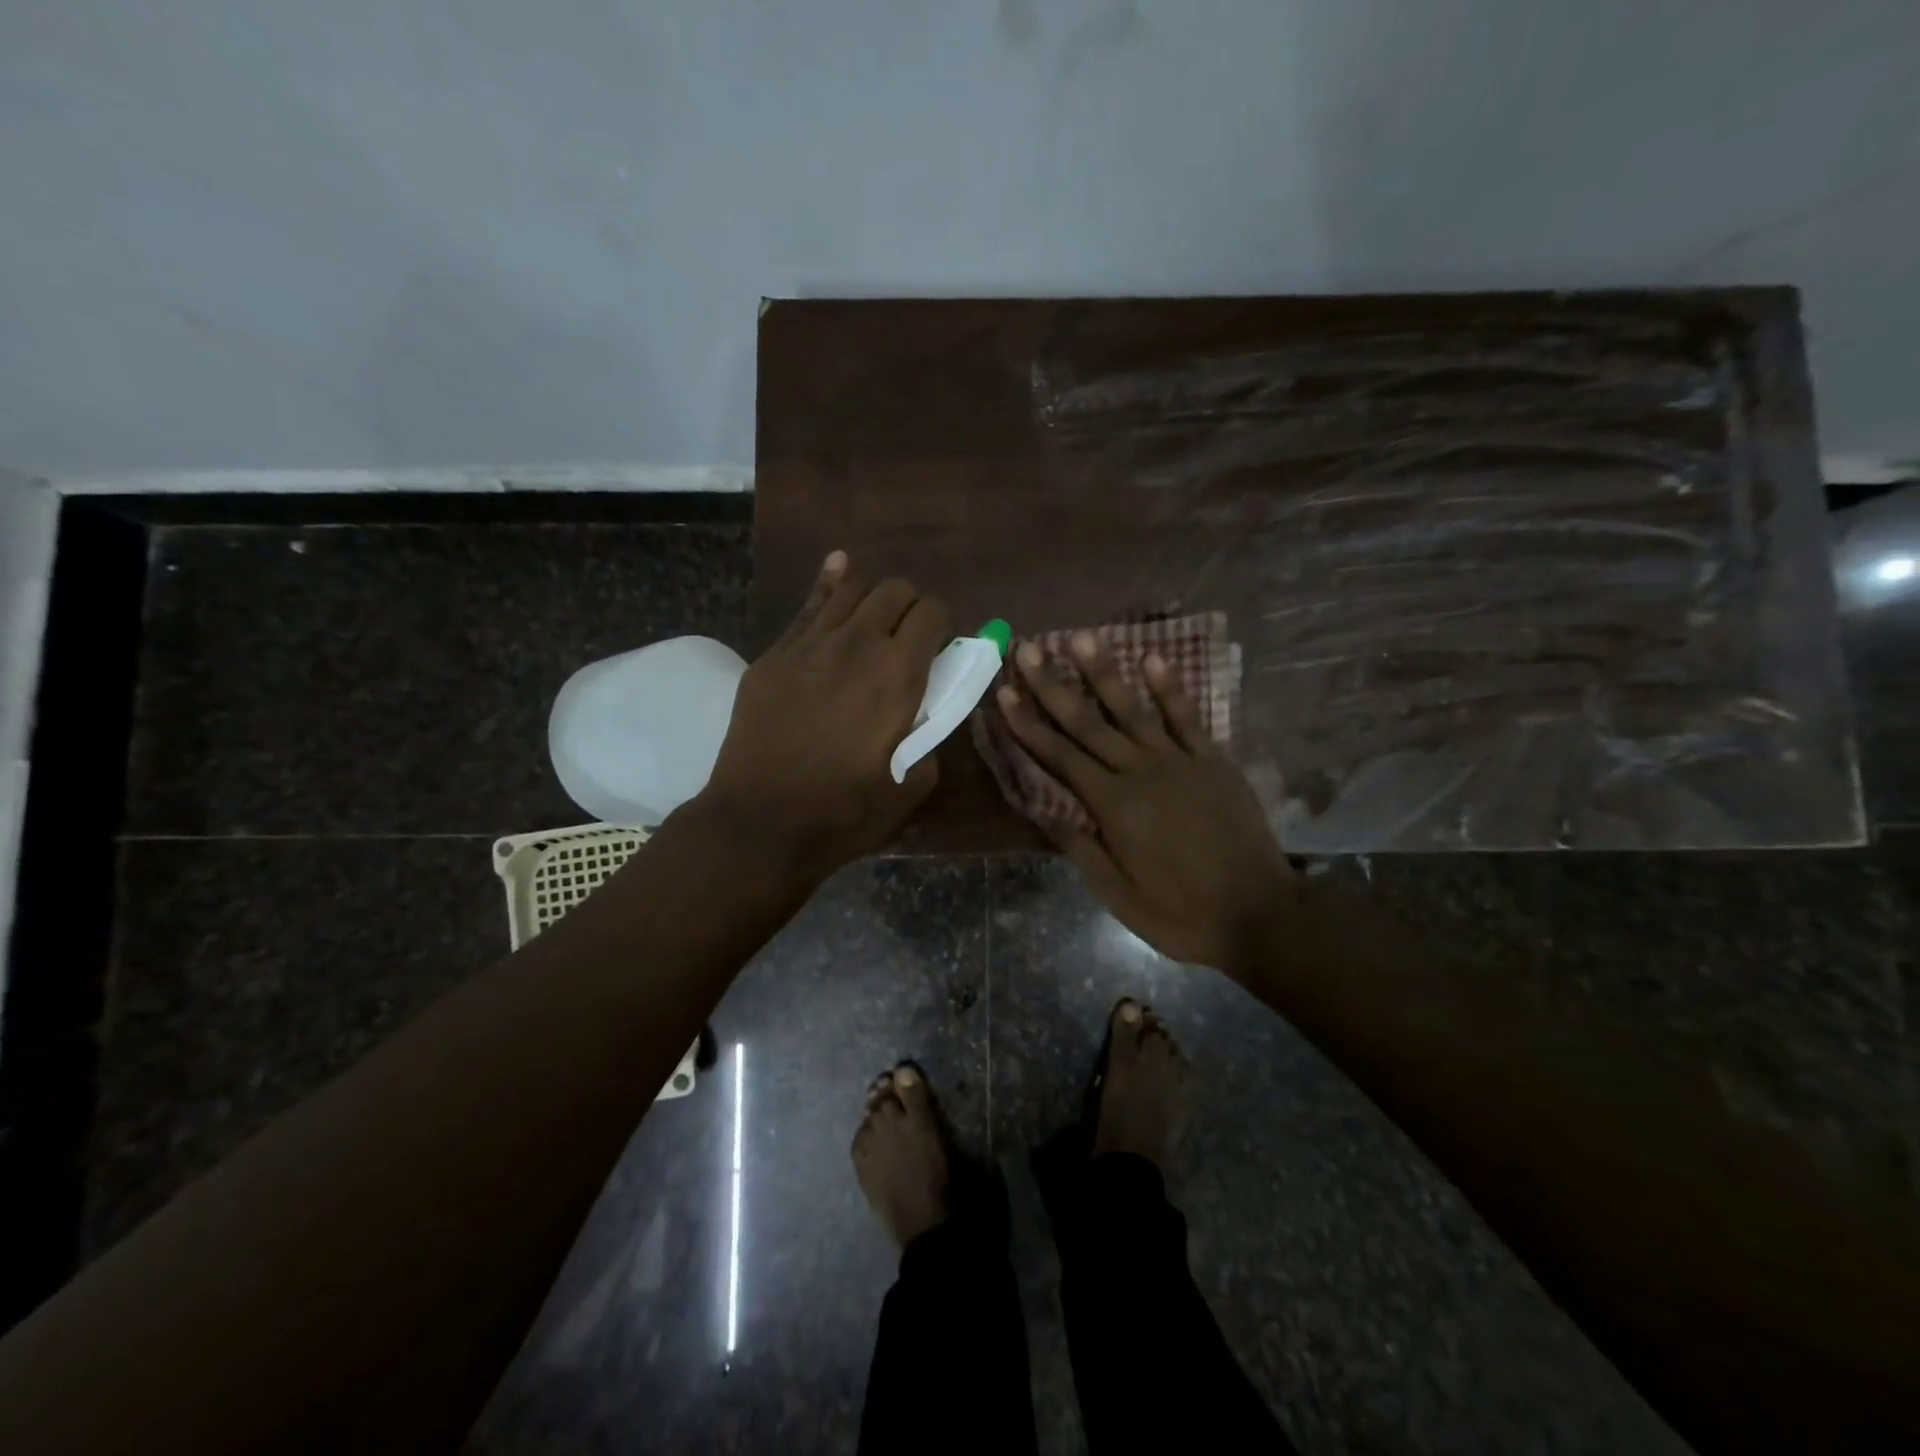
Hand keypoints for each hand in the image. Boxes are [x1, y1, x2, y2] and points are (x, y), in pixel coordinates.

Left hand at [700, 552, 951, 876]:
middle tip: (910, 639)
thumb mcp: (911, 786)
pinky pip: (808, 605)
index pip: (933, 612)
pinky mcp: (775, 654)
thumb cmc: (843, 812)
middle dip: (912, 607)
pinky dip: (830, 585)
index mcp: (899, 674)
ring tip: (875, 620)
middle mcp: (857, 643)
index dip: (943, 624)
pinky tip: (838, 569)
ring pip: (851, 588)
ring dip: (873, 599)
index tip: (941, 649)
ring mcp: (809, 643)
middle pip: (895, 591)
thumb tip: (929, 712)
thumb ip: (931, 738)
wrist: (761, 822)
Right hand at [994, 632, 1294, 976]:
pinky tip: (1153, 657)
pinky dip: (1170, 688)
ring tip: (1081, 638)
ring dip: (1104, 672)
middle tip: (1029, 649)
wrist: (1258, 914)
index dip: (1029, 724)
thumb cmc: (1180, 913)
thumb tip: (1042, 808)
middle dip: (1053, 686)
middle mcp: (1140, 772)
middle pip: (1088, 723)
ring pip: (1133, 709)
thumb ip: (1080, 847)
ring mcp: (1180, 761)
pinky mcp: (1213, 760)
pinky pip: (1188, 717)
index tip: (1005, 692)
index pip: (1059, 756)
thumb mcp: (1118, 895)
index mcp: (1112, 805)